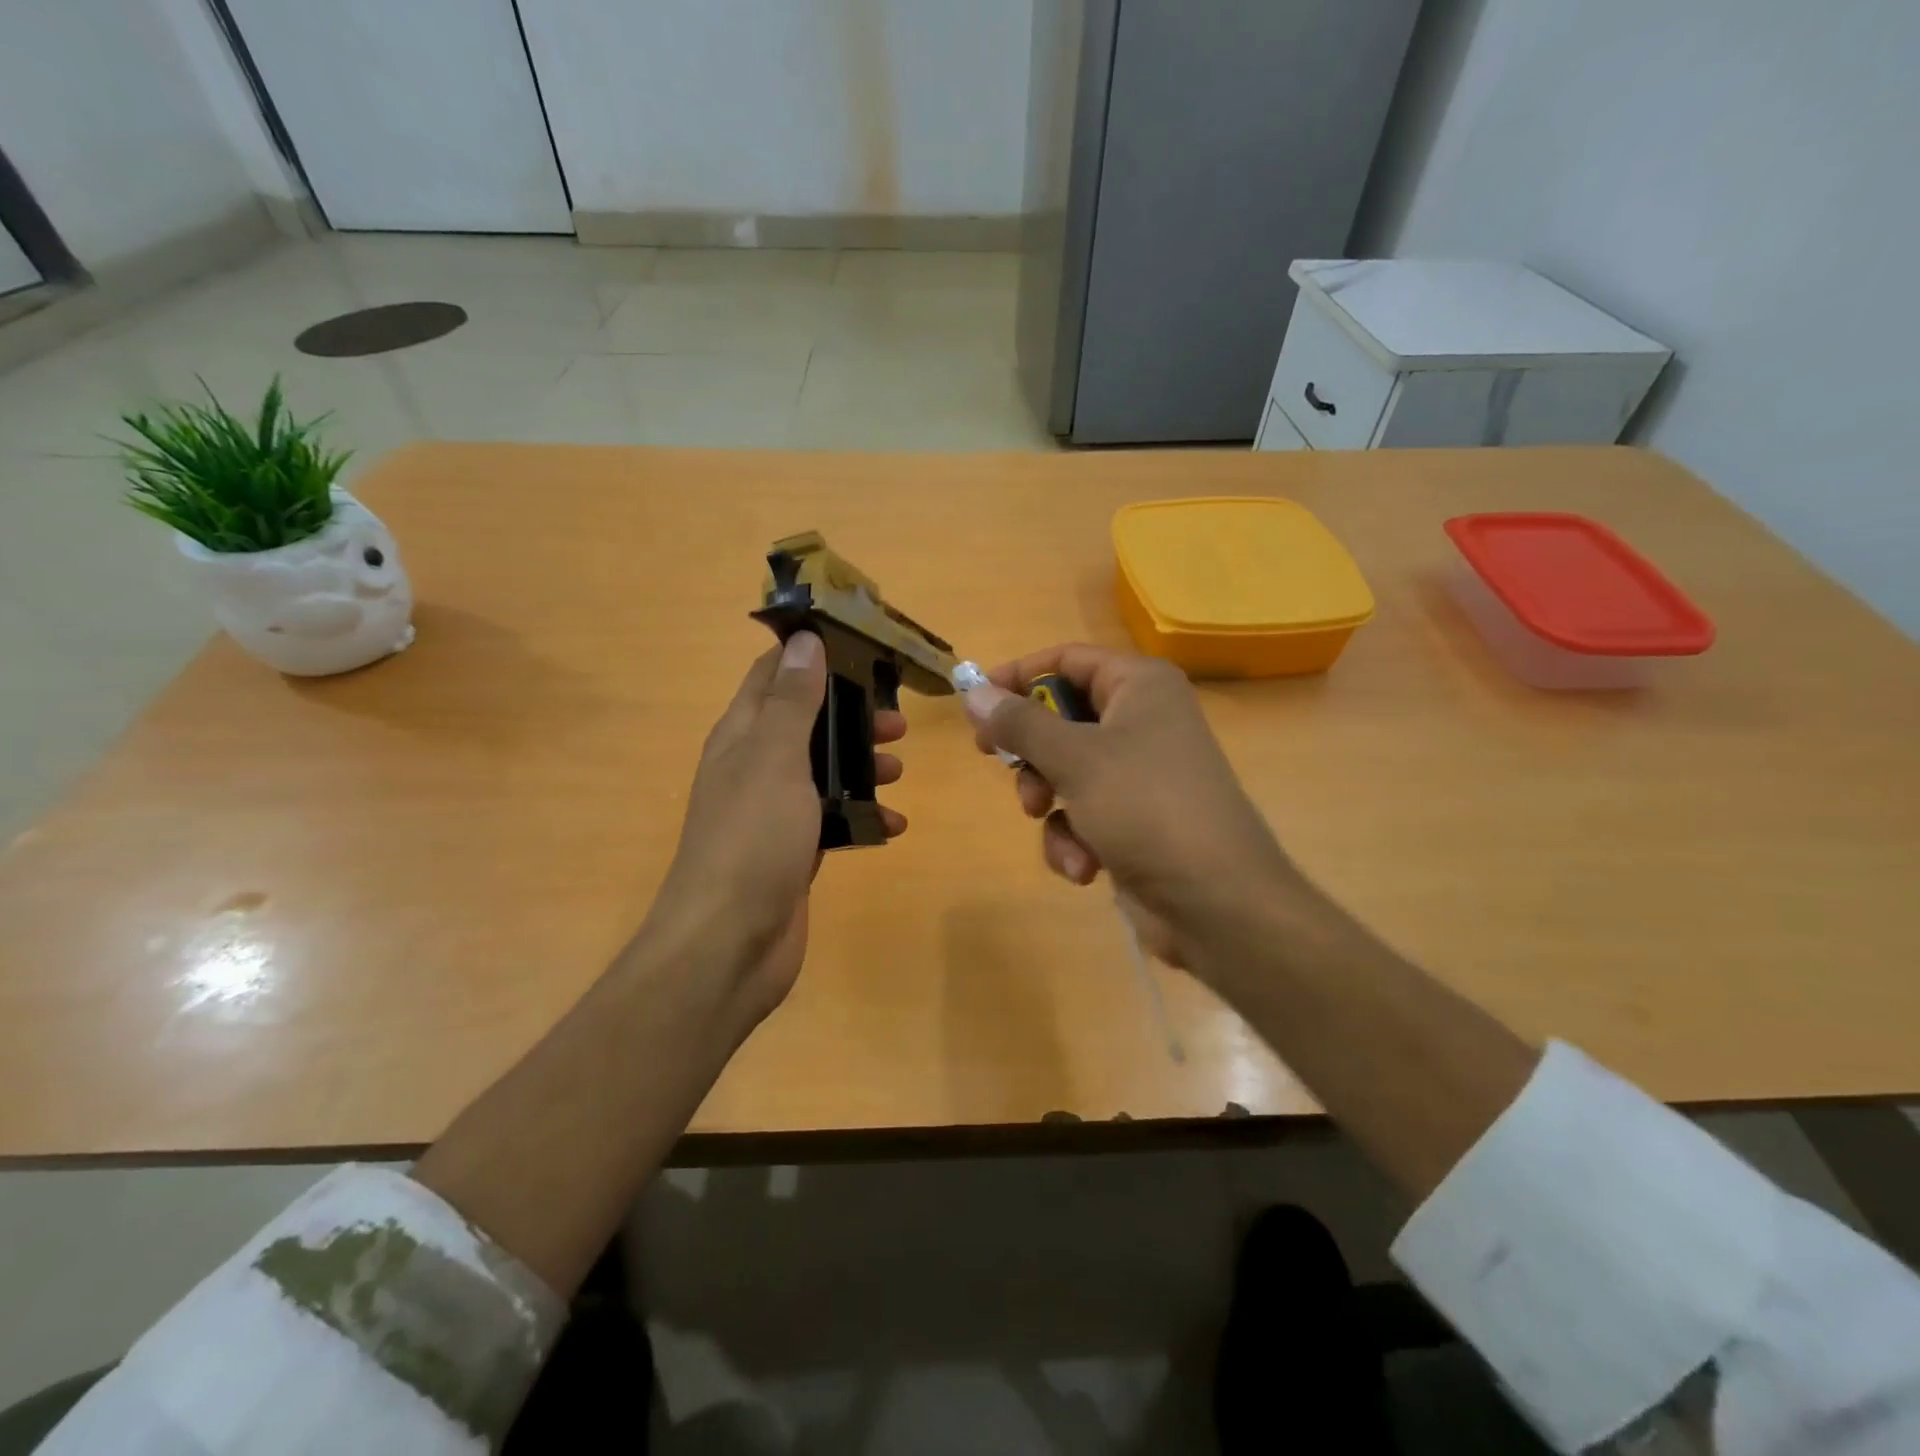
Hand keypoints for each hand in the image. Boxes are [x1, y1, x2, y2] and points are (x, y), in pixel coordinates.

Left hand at [654, 631, 906, 1029]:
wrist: (729, 944)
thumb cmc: (753, 839)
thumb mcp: (776, 758)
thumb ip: (793, 701)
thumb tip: (804, 639)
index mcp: (743, 735)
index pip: (774, 674)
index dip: (812, 654)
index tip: (862, 646)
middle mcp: (755, 766)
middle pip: (808, 722)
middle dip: (851, 714)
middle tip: (896, 719)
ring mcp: (774, 811)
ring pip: (824, 770)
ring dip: (861, 763)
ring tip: (899, 769)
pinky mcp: (794, 851)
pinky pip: (834, 819)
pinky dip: (864, 815)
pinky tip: (893, 825)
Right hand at [961, 644, 1295, 973]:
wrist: (1218, 902)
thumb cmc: (1146, 808)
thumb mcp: (1075, 759)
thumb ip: (1020, 723)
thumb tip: (974, 692)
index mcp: (1140, 686)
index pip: (1066, 659)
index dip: (1018, 676)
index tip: (976, 703)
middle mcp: (1143, 720)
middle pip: (1061, 717)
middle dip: (1032, 751)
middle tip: (1001, 764)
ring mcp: (1140, 773)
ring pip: (1066, 770)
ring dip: (1049, 802)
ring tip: (1049, 821)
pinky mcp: (1135, 819)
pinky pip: (1084, 812)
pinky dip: (1075, 837)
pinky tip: (1085, 865)